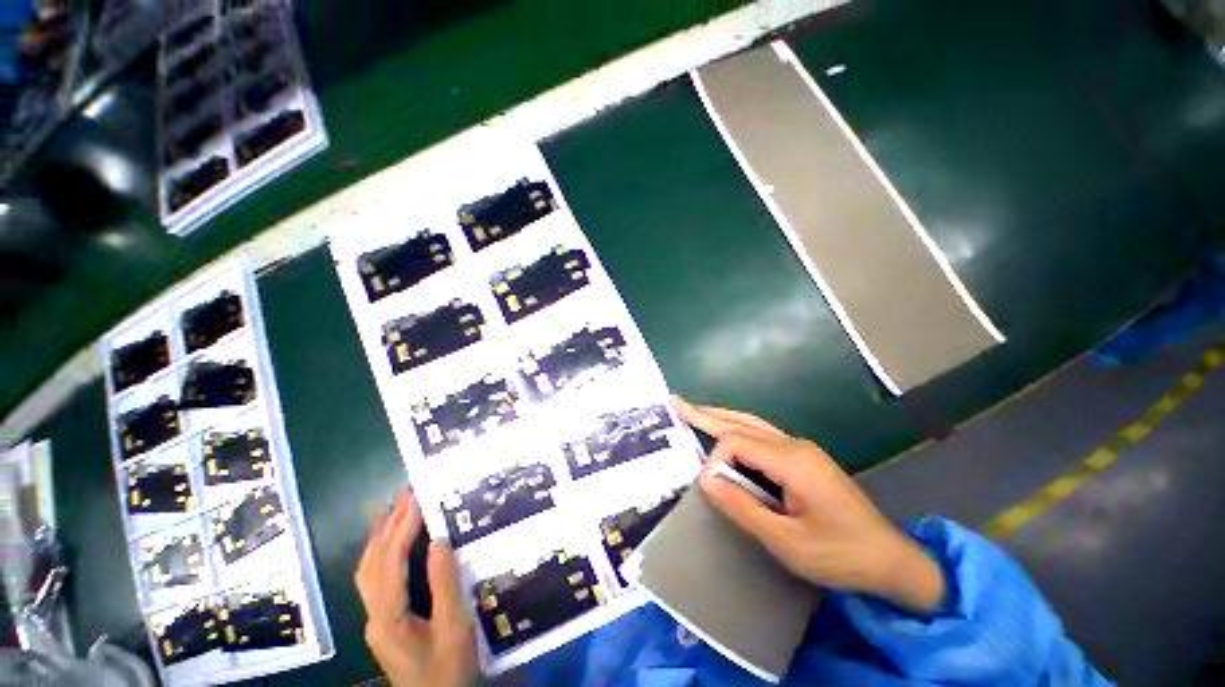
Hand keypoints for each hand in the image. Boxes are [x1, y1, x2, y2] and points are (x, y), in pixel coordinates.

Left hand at [355, 490, 475, 686]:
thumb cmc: (448, 671)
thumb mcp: (453, 629)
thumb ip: (444, 585)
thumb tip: (439, 540)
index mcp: (389, 617)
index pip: (390, 562)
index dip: (402, 527)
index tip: (416, 497)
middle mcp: (374, 616)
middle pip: (373, 563)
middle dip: (388, 525)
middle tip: (407, 493)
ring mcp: (376, 621)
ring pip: (369, 571)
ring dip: (381, 537)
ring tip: (396, 509)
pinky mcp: (385, 623)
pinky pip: (376, 580)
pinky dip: (383, 553)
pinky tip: (393, 543)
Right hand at [675, 398, 945, 613]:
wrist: (891, 560)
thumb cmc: (840, 555)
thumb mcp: (787, 542)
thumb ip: (742, 508)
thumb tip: (705, 480)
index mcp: (792, 461)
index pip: (736, 442)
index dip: (715, 461)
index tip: (709, 489)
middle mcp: (794, 445)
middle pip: (741, 421)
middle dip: (707, 414)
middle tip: (678, 403)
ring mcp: (800, 448)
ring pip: (751, 423)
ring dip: (720, 417)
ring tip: (694, 411)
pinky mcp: (803, 457)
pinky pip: (761, 434)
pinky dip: (737, 428)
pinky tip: (725, 429)